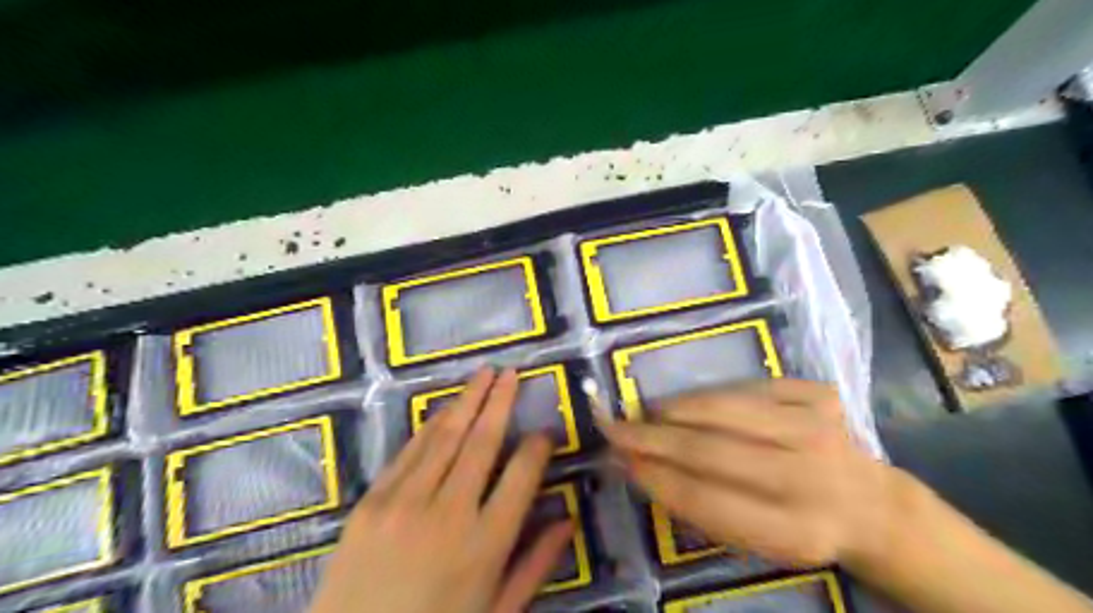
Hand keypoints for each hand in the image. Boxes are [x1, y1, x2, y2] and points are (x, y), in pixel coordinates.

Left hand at [310, 369, 573, 612]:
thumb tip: (568, 520)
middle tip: (512, 373)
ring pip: (445, 438)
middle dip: (500, 402)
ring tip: (484, 374)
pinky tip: (445, 409)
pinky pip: (408, 452)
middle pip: (483, 442)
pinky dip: (430, 426)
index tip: (546, 432)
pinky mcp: (370, 502)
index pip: (522, 475)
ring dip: (467, 401)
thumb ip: (536, 565)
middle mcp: (449, 513)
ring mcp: (404, 503)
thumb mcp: (497, 611)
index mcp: (486, 544)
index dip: (538, 447)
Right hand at [602, 378, 899, 569]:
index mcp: (795, 531)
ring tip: (650, 412)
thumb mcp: (755, 542)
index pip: (706, 499)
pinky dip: (716, 394)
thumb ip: (697, 507)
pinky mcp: (823, 396)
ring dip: (678, 408)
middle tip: (616, 427)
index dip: (655, 476)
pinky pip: (752, 386)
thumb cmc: (799, 526)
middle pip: (712, 450)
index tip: (618, 459)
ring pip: (728, 408)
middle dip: (654, 438)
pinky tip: (696, 404)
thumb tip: (637, 467)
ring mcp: (820, 428)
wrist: (870, 504)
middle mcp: (811, 477)